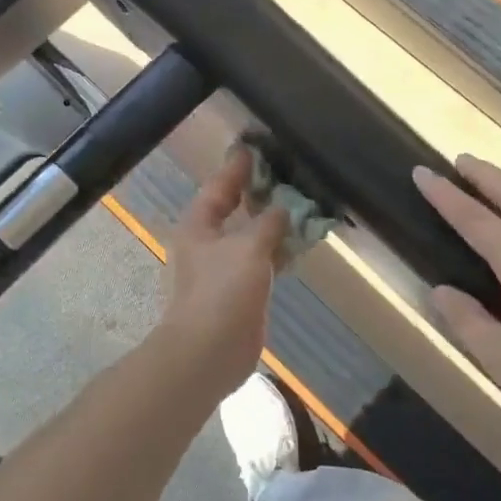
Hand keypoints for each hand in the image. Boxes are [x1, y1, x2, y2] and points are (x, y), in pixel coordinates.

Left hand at [154, 147, 289, 400]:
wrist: (208, 353)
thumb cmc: (221, 292)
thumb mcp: (248, 248)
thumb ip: (268, 223)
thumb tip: (283, 208)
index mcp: (198, 225)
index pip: (219, 186)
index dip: (238, 167)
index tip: (256, 147)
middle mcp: (207, 243)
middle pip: (235, 210)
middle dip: (260, 194)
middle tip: (288, 174)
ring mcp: (223, 269)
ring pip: (251, 237)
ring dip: (273, 224)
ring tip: (302, 204)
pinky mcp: (239, 292)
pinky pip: (261, 262)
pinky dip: (278, 251)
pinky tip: (300, 244)